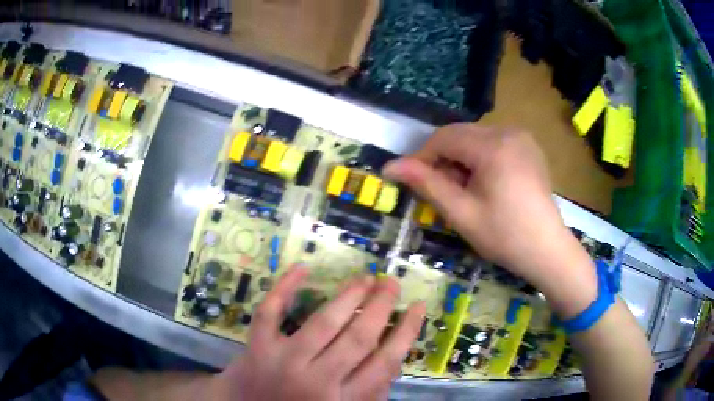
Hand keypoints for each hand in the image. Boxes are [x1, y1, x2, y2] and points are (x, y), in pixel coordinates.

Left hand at [218, 266, 425, 400]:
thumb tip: (392, 356)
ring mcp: (283, 362)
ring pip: (323, 322)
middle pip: (357, 339)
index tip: (418, 306)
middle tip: (392, 283)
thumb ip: (369, 392)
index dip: (406, 332)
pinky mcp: (257, 347)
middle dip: (380, 306)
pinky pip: (270, 312)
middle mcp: (316, 381)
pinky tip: (303, 268)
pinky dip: (284, 287)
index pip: (385, 363)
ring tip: (366, 278)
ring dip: (348, 295)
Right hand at [383, 124, 596, 317]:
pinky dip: (480, 158)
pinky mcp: (528, 147)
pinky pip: (494, 143)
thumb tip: (391, 166)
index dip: (422, 156)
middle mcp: (508, 132)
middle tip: (438, 189)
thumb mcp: (461, 213)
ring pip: (476, 138)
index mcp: (493, 146)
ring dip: (461, 158)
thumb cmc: (504, 236)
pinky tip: (483, 183)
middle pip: (461, 134)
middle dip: (443, 158)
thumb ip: (427, 184)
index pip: (444, 137)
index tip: (410, 179)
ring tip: (461, 189)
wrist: (547, 249)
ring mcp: (522, 138)